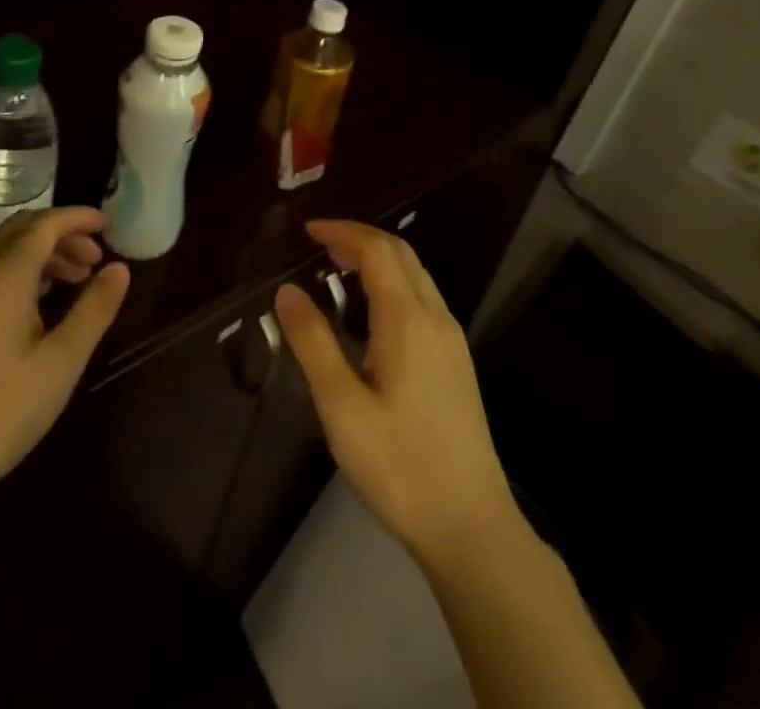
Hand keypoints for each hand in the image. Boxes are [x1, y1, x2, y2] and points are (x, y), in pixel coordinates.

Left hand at [0, 207, 129, 516]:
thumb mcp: (60, 364)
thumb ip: (93, 310)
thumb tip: (120, 269)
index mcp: (5, 274)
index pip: (46, 223)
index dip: (79, 218)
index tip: (109, 225)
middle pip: (23, 230)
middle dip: (62, 234)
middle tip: (96, 258)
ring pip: (4, 251)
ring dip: (42, 254)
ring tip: (75, 281)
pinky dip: (20, 271)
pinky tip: (37, 306)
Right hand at [275, 220, 515, 564]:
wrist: (472, 528)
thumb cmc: (400, 465)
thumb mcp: (342, 406)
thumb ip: (313, 342)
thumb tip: (287, 291)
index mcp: (409, 321)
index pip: (377, 250)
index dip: (342, 232)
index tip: (307, 232)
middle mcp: (436, 318)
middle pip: (401, 254)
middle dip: (360, 238)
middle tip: (319, 246)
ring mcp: (452, 340)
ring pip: (416, 275)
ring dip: (378, 260)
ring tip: (338, 271)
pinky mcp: (457, 363)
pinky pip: (423, 299)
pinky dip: (392, 284)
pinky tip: (370, 313)